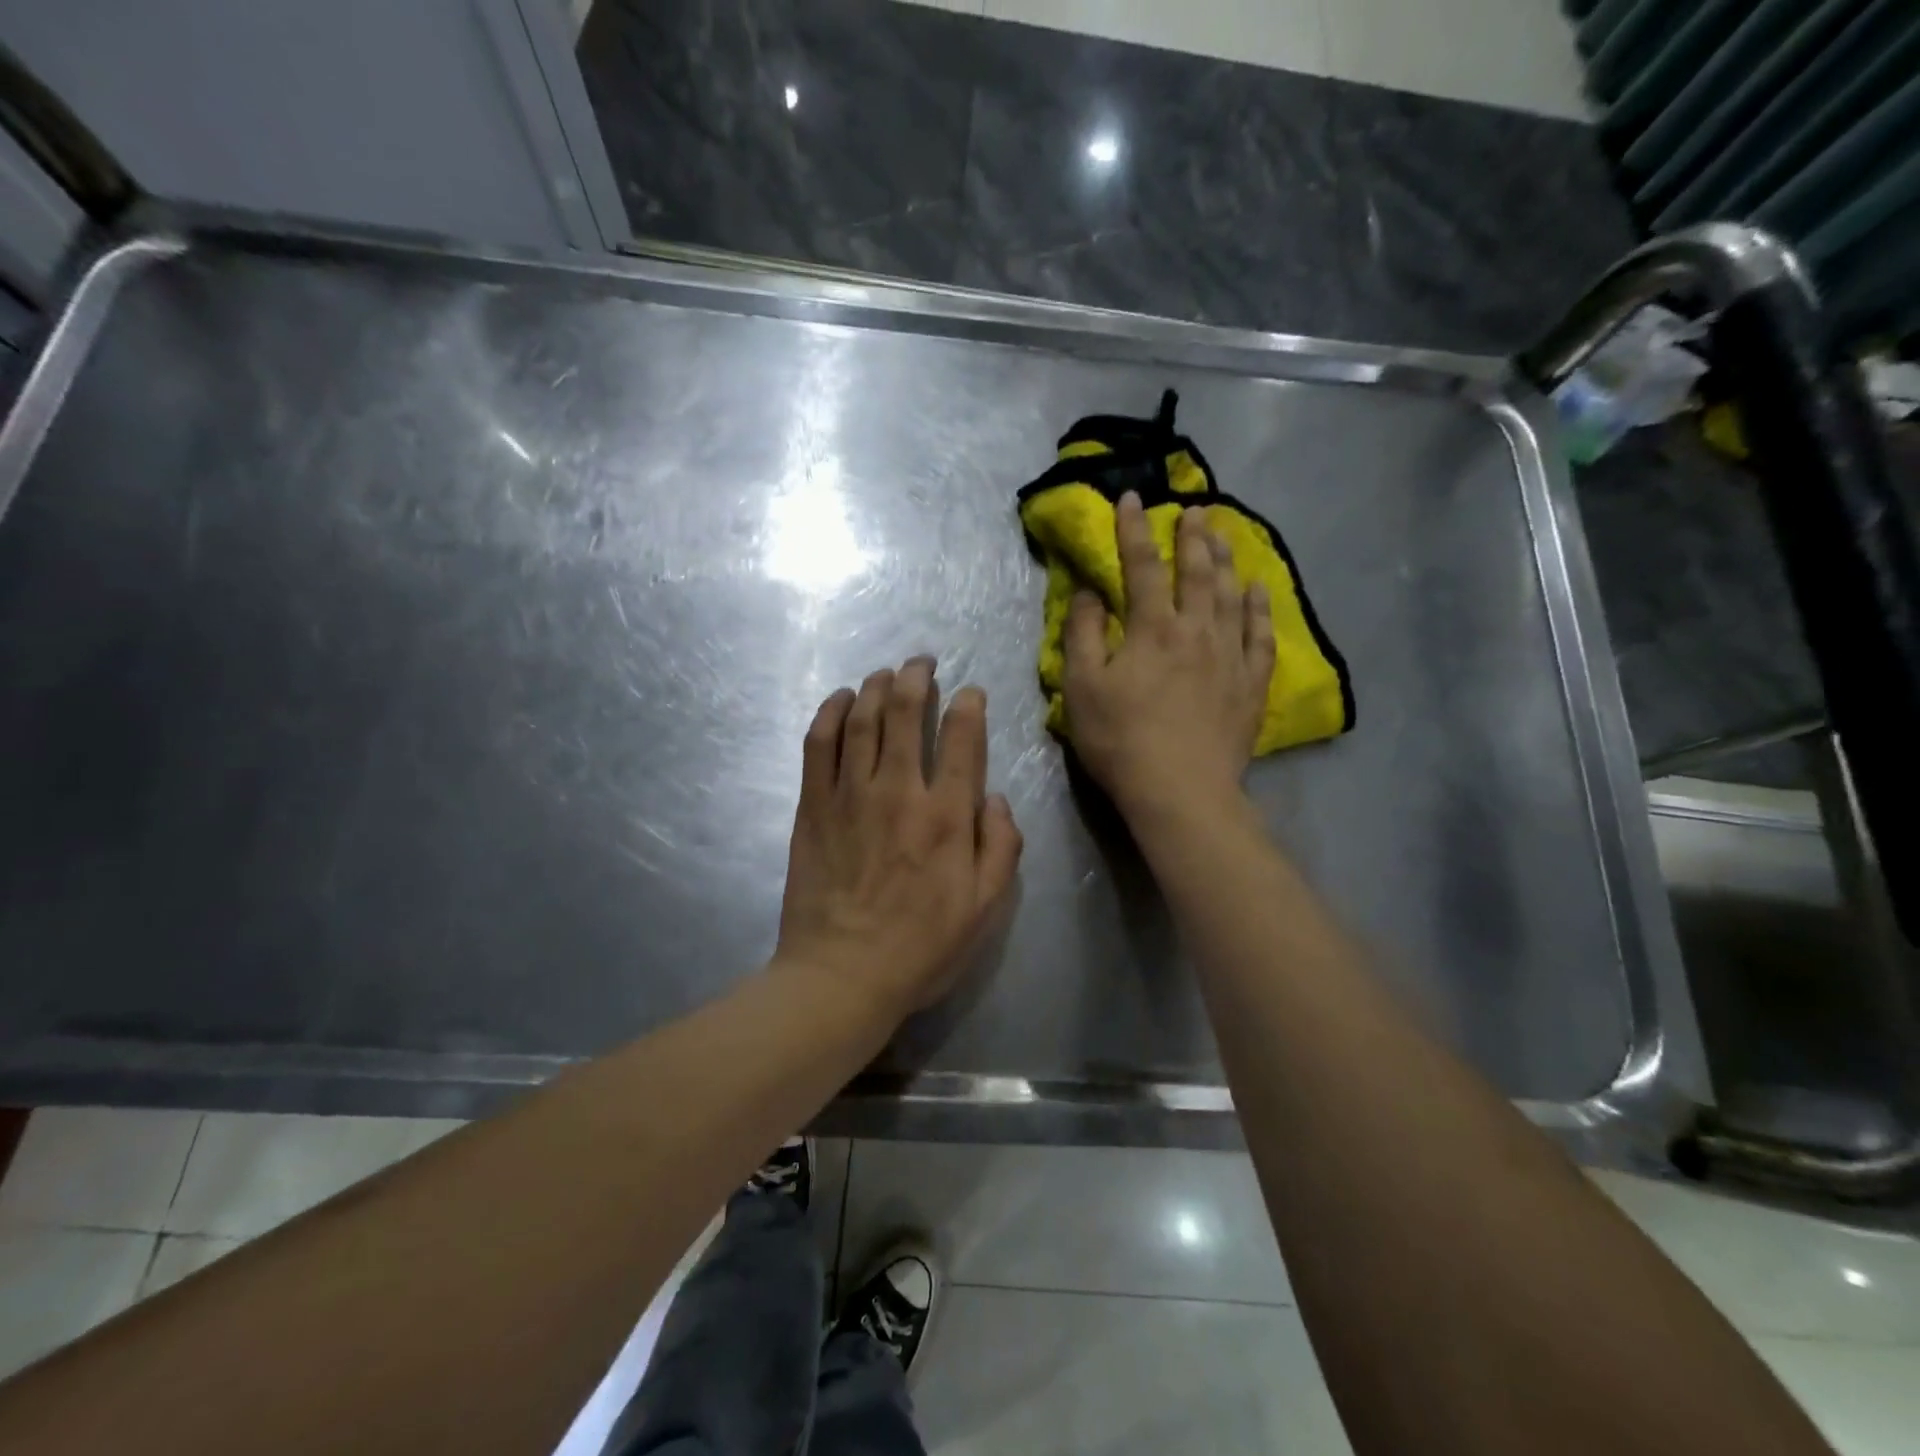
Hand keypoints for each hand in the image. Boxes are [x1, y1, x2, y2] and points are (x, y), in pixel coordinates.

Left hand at [775, 657, 1023, 1017]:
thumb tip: (995, 797)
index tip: (970, 692)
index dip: (968, 705)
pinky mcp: (813, 806)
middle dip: (917, 678)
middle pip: (905, 713)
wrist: (841, 976)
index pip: (962, 738)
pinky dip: (829, 713)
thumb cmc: (921, 947)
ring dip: (875, 686)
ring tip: (885, 672)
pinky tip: (840, 699)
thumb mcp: (985, 909)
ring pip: (862, 719)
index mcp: (947, 816)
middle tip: (922, 663)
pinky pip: (818, 744)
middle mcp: (899, 792)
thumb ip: (1001, 847)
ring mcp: (850, 795)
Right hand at [1062, 491, 1274, 817]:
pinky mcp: (1251, 684)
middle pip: (1197, 572)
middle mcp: (1197, 630)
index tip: (1132, 499)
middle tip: (1196, 508)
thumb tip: (1090, 593)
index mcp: (1152, 629)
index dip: (1135, 531)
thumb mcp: (1081, 688)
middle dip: (1193, 536)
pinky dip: (1258, 609)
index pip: (1143, 567)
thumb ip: (1082, 635)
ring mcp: (1230, 656)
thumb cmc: (1121, 740)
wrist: (1180, 791)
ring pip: (1231, 595)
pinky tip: (1256, 591)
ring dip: (1226, 561)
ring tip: (1224, 536)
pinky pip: (1260, 636)